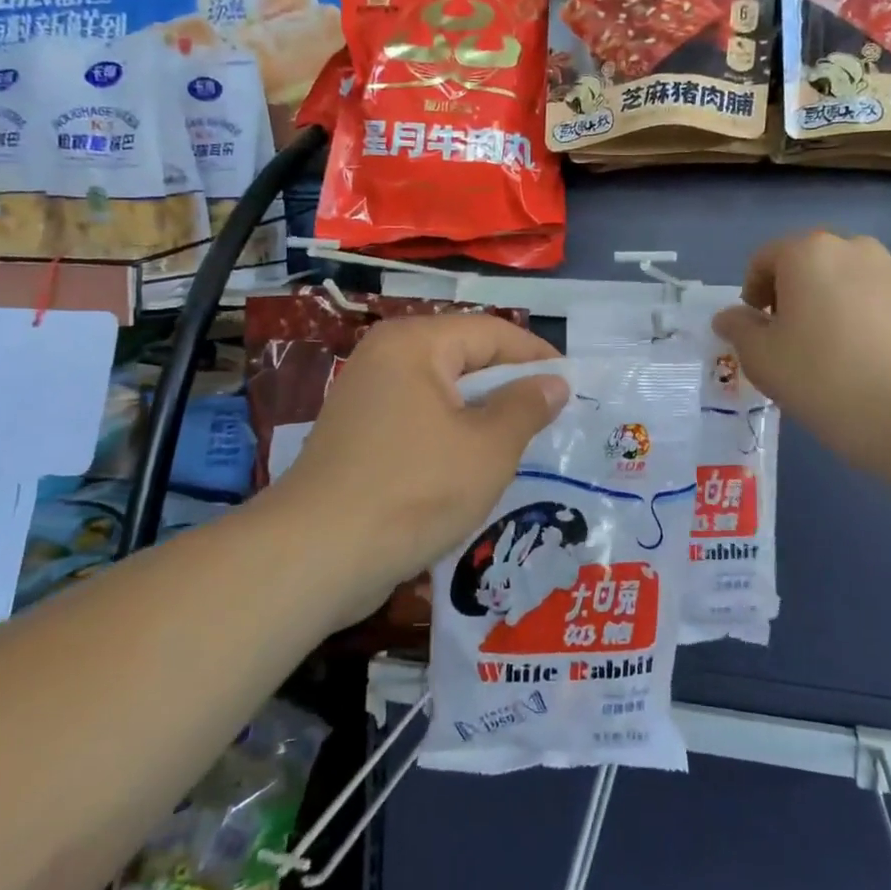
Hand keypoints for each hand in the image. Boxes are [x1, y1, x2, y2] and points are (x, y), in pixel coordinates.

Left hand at [276, 313, 567, 611]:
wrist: (315, 556)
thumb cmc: (414, 491)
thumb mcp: (487, 449)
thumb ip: (526, 407)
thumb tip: (554, 383)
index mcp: (415, 343)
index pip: (491, 332)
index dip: (537, 356)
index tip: (575, 385)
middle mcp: (386, 357)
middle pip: (465, 358)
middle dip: (510, 388)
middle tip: (554, 417)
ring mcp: (366, 397)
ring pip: (443, 394)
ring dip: (483, 416)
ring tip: (524, 444)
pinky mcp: (358, 435)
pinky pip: (419, 421)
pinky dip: (451, 436)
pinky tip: (475, 467)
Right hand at [712, 231, 890, 463]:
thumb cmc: (820, 379)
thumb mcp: (760, 358)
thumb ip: (738, 327)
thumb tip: (729, 316)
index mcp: (809, 254)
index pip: (767, 257)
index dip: (754, 288)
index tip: (758, 324)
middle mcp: (859, 249)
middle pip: (817, 261)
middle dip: (801, 289)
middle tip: (797, 334)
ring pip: (860, 278)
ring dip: (844, 299)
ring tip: (844, 347)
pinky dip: (883, 317)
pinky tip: (882, 356)